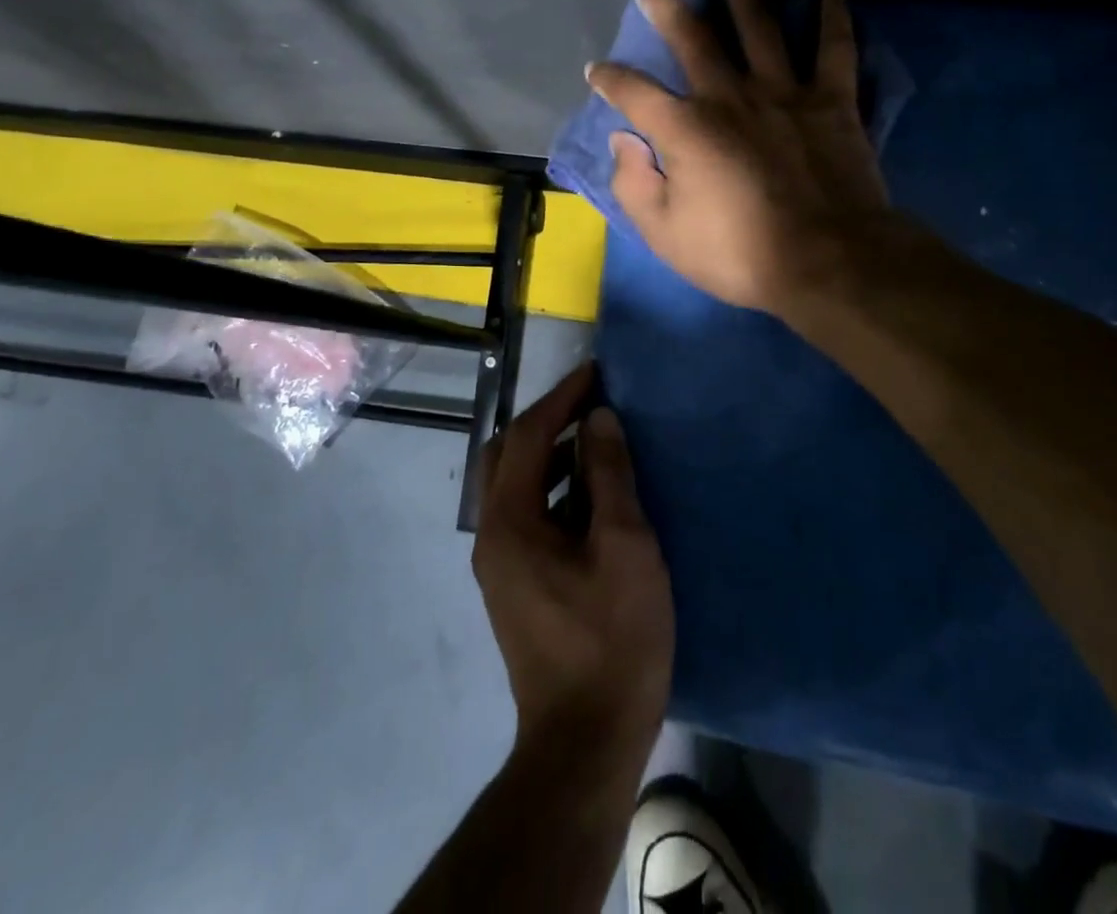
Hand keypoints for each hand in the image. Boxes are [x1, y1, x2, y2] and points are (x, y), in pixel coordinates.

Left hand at [472, 363, 673, 758]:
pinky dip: (555, 489)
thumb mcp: (624, 547)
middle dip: (548, 421)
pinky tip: (593, 495)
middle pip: (509, 455)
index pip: (526, 435)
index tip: (596, 373)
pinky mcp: (517, 585)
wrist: (585, 743)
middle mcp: (492, 534)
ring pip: (517, 485)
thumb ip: (609, 476)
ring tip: (598, 440)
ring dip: (552, 455)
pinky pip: (528, 513)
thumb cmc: (611, 640)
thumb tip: (600, 419)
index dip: (561, 399)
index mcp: (509, 520)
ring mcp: (501, 563)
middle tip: (591, 403)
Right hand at [586, 0, 894, 315]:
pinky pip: (835, 47)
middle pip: (693, 38)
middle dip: (666, 11)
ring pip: (758, 26)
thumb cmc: (738, 255)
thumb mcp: (663, 234)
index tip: (597, 71)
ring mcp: (785, 92)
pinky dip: (834, 15)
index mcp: (686, 129)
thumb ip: (634, 183)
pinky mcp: (832, 101)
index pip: (634, 91)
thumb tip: (624, 140)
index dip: (609, 79)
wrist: (827, 262)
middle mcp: (730, 96)